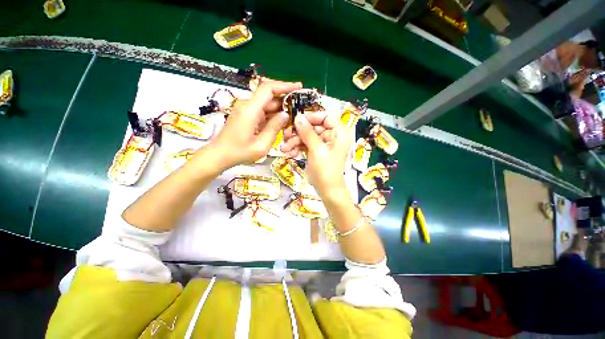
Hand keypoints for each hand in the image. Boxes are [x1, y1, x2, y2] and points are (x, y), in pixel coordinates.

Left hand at [206, 79, 301, 169]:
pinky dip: (273, 115)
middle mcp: (247, 105)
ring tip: (294, 118)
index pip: (268, 89)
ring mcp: (246, 109)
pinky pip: (263, 111)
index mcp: (250, 110)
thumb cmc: (240, 153)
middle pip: (269, 96)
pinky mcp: (246, 115)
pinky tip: (282, 122)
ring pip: (267, 104)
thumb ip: (274, 128)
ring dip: (280, 110)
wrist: (220, 155)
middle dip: (286, 101)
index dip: (284, 85)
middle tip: (300, 108)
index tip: (299, 87)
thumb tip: (286, 114)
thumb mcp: (261, 145)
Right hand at [281, 111, 353, 196]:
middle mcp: (332, 136)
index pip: (327, 116)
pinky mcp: (316, 151)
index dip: (313, 116)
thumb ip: (307, 132)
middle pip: (314, 126)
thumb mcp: (317, 150)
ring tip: (285, 148)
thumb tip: (298, 117)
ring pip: (308, 135)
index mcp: (339, 133)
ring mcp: (324, 144)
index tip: (299, 120)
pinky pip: (306, 144)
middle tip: (286, 134)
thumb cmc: (326, 171)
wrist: (327, 191)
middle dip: (299, 131)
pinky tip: (290, 152)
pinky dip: (297, 147)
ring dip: (295, 141)